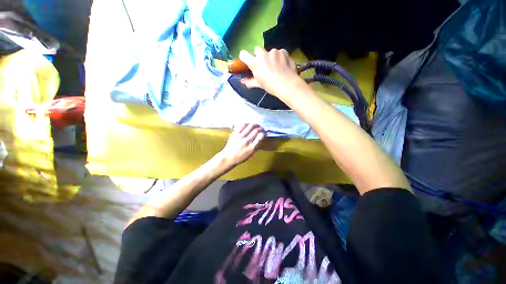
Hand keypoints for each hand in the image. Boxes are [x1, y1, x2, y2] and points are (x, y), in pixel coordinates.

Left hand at [217, 123, 265, 168]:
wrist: (228, 157)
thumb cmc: (241, 157)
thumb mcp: (251, 153)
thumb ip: (256, 145)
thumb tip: (261, 136)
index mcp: (252, 147)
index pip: (260, 136)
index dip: (264, 133)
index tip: (264, 133)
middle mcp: (247, 141)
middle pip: (256, 130)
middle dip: (261, 128)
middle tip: (261, 128)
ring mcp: (240, 136)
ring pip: (251, 126)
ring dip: (255, 125)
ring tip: (256, 125)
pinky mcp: (235, 133)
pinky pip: (243, 125)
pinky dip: (248, 124)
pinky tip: (249, 125)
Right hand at [239, 47, 302, 98]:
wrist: (287, 84)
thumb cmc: (271, 86)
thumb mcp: (259, 84)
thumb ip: (250, 81)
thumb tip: (243, 81)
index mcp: (255, 63)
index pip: (243, 54)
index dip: (244, 57)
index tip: (247, 62)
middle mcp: (263, 54)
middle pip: (257, 49)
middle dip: (258, 55)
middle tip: (263, 65)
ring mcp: (274, 52)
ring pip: (269, 52)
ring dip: (270, 57)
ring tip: (276, 67)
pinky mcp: (283, 51)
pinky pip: (279, 52)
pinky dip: (280, 57)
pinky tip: (283, 65)